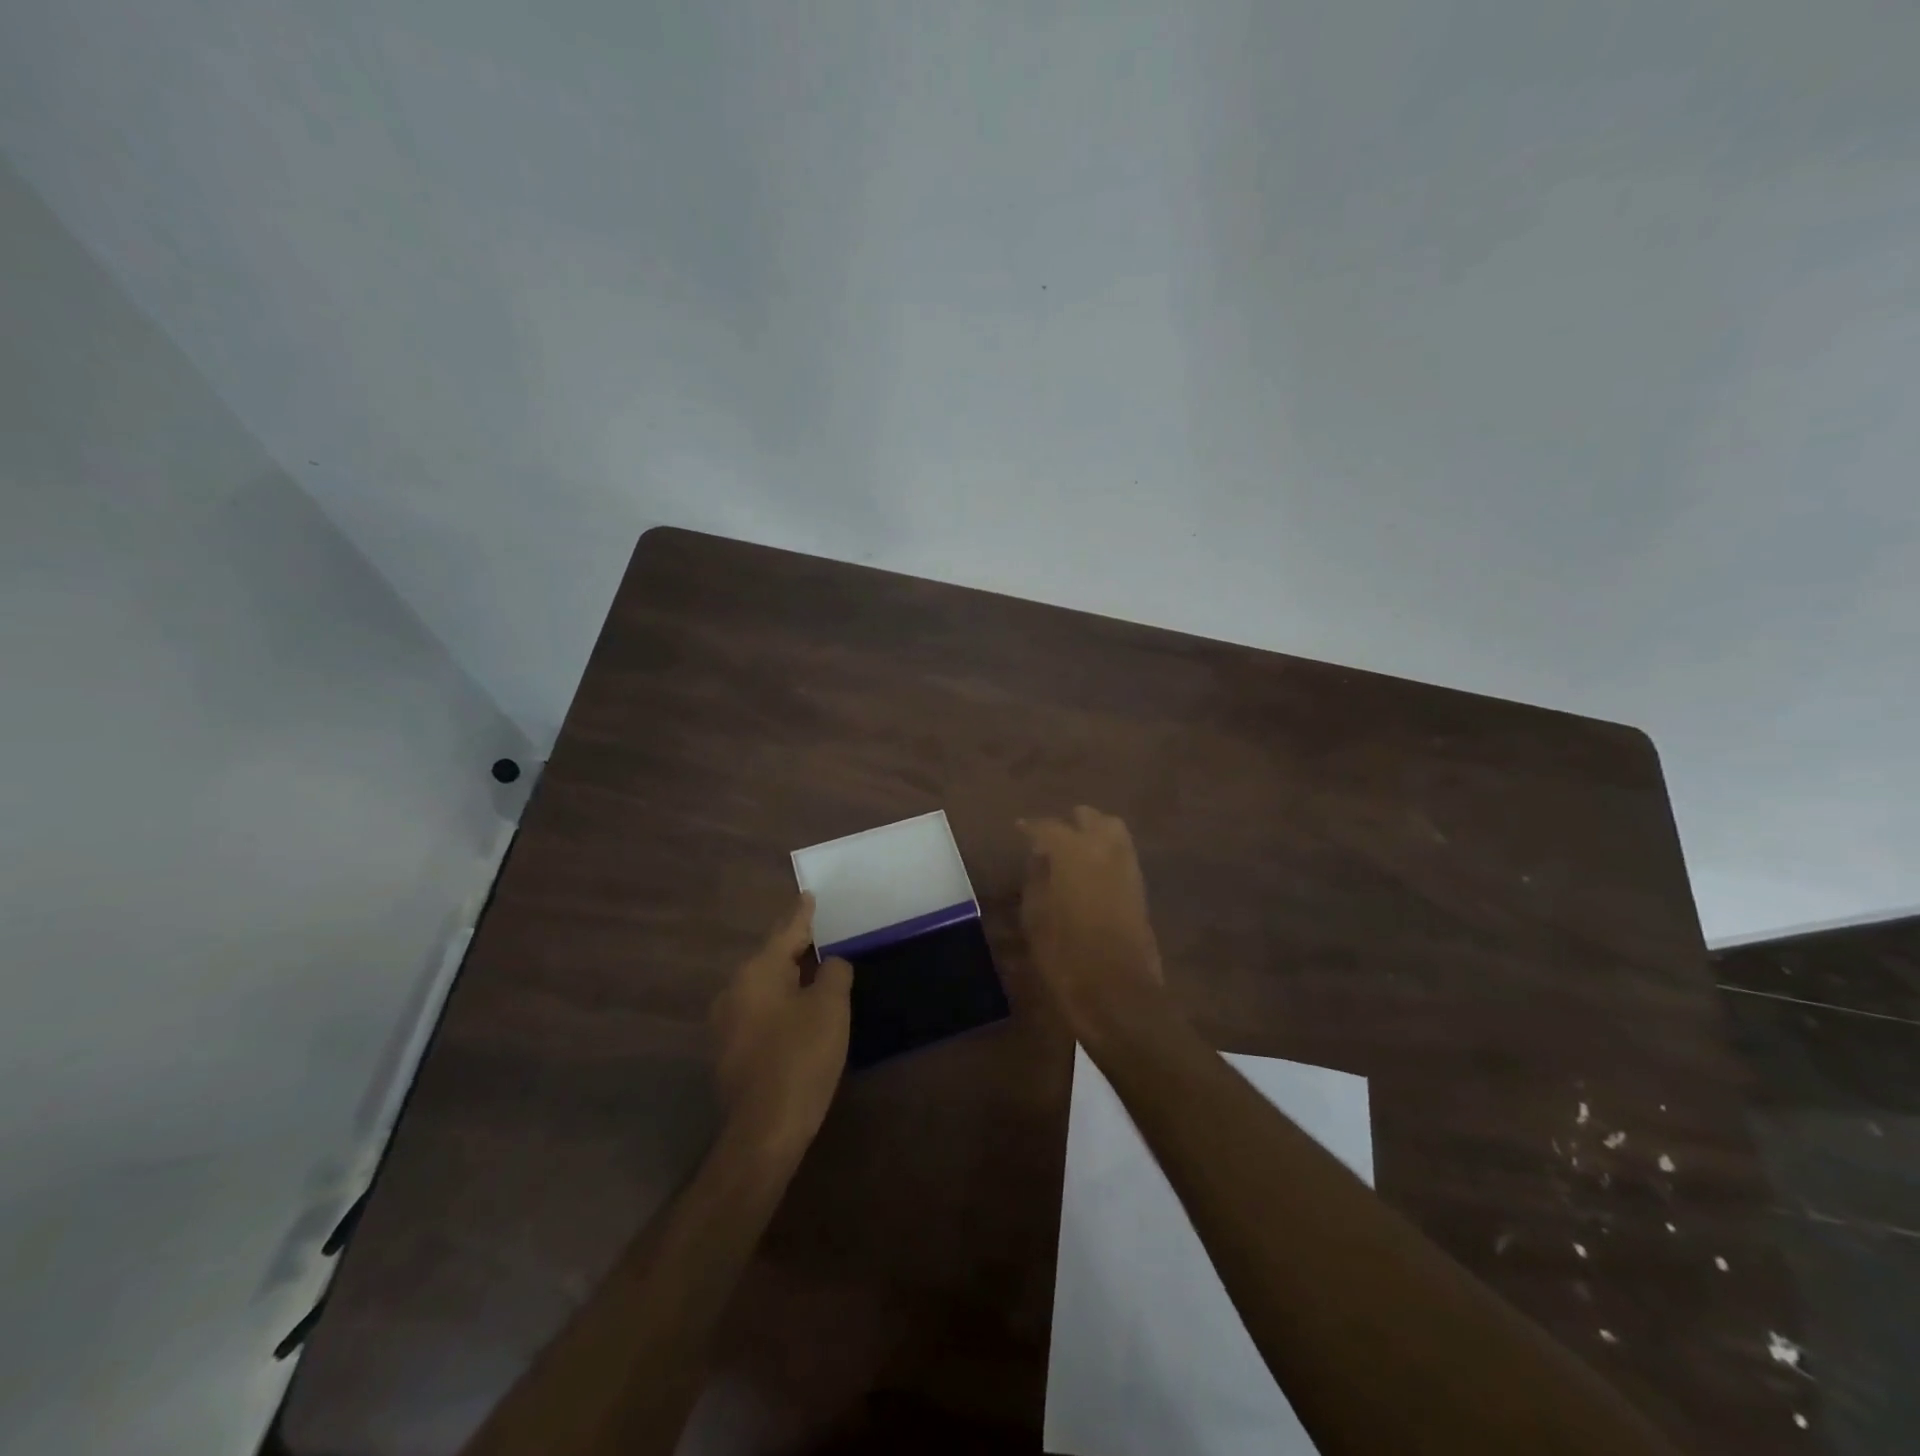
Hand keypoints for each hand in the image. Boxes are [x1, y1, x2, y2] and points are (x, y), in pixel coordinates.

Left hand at [712, 895, 852, 1159]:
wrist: (764, 1130)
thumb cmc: (801, 1058)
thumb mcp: (830, 1008)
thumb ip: (833, 974)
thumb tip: (830, 963)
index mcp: (756, 972)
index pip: (786, 931)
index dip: (802, 914)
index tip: (808, 894)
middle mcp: (734, 990)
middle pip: (770, 957)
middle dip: (794, 945)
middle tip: (817, 931)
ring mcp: (726, 1022)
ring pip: (763, 985)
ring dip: (787, 976)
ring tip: (812, 968)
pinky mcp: (729, 1050)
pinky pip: (759, 1010)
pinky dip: (779, 1002)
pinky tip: (797, 1010)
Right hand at [1018, 807, 1165, 1039]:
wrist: (1118, 993)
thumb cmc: (1065, 956)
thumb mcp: (1035, 917)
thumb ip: (1037, 878)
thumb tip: (1040, 857)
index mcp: (1073, 851)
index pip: (1048, 826)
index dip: (1031, 828)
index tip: (1019, 830)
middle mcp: (1104, 848)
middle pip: (1088, 817)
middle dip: (1068, 824)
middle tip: (1049, 842)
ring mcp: (1127, 866)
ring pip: (1112, 830)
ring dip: (1092, 833)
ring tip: (1072, 854)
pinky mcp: (1140, 887)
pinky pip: (1121, 854)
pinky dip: (1105, 853)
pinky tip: (1089, 873)